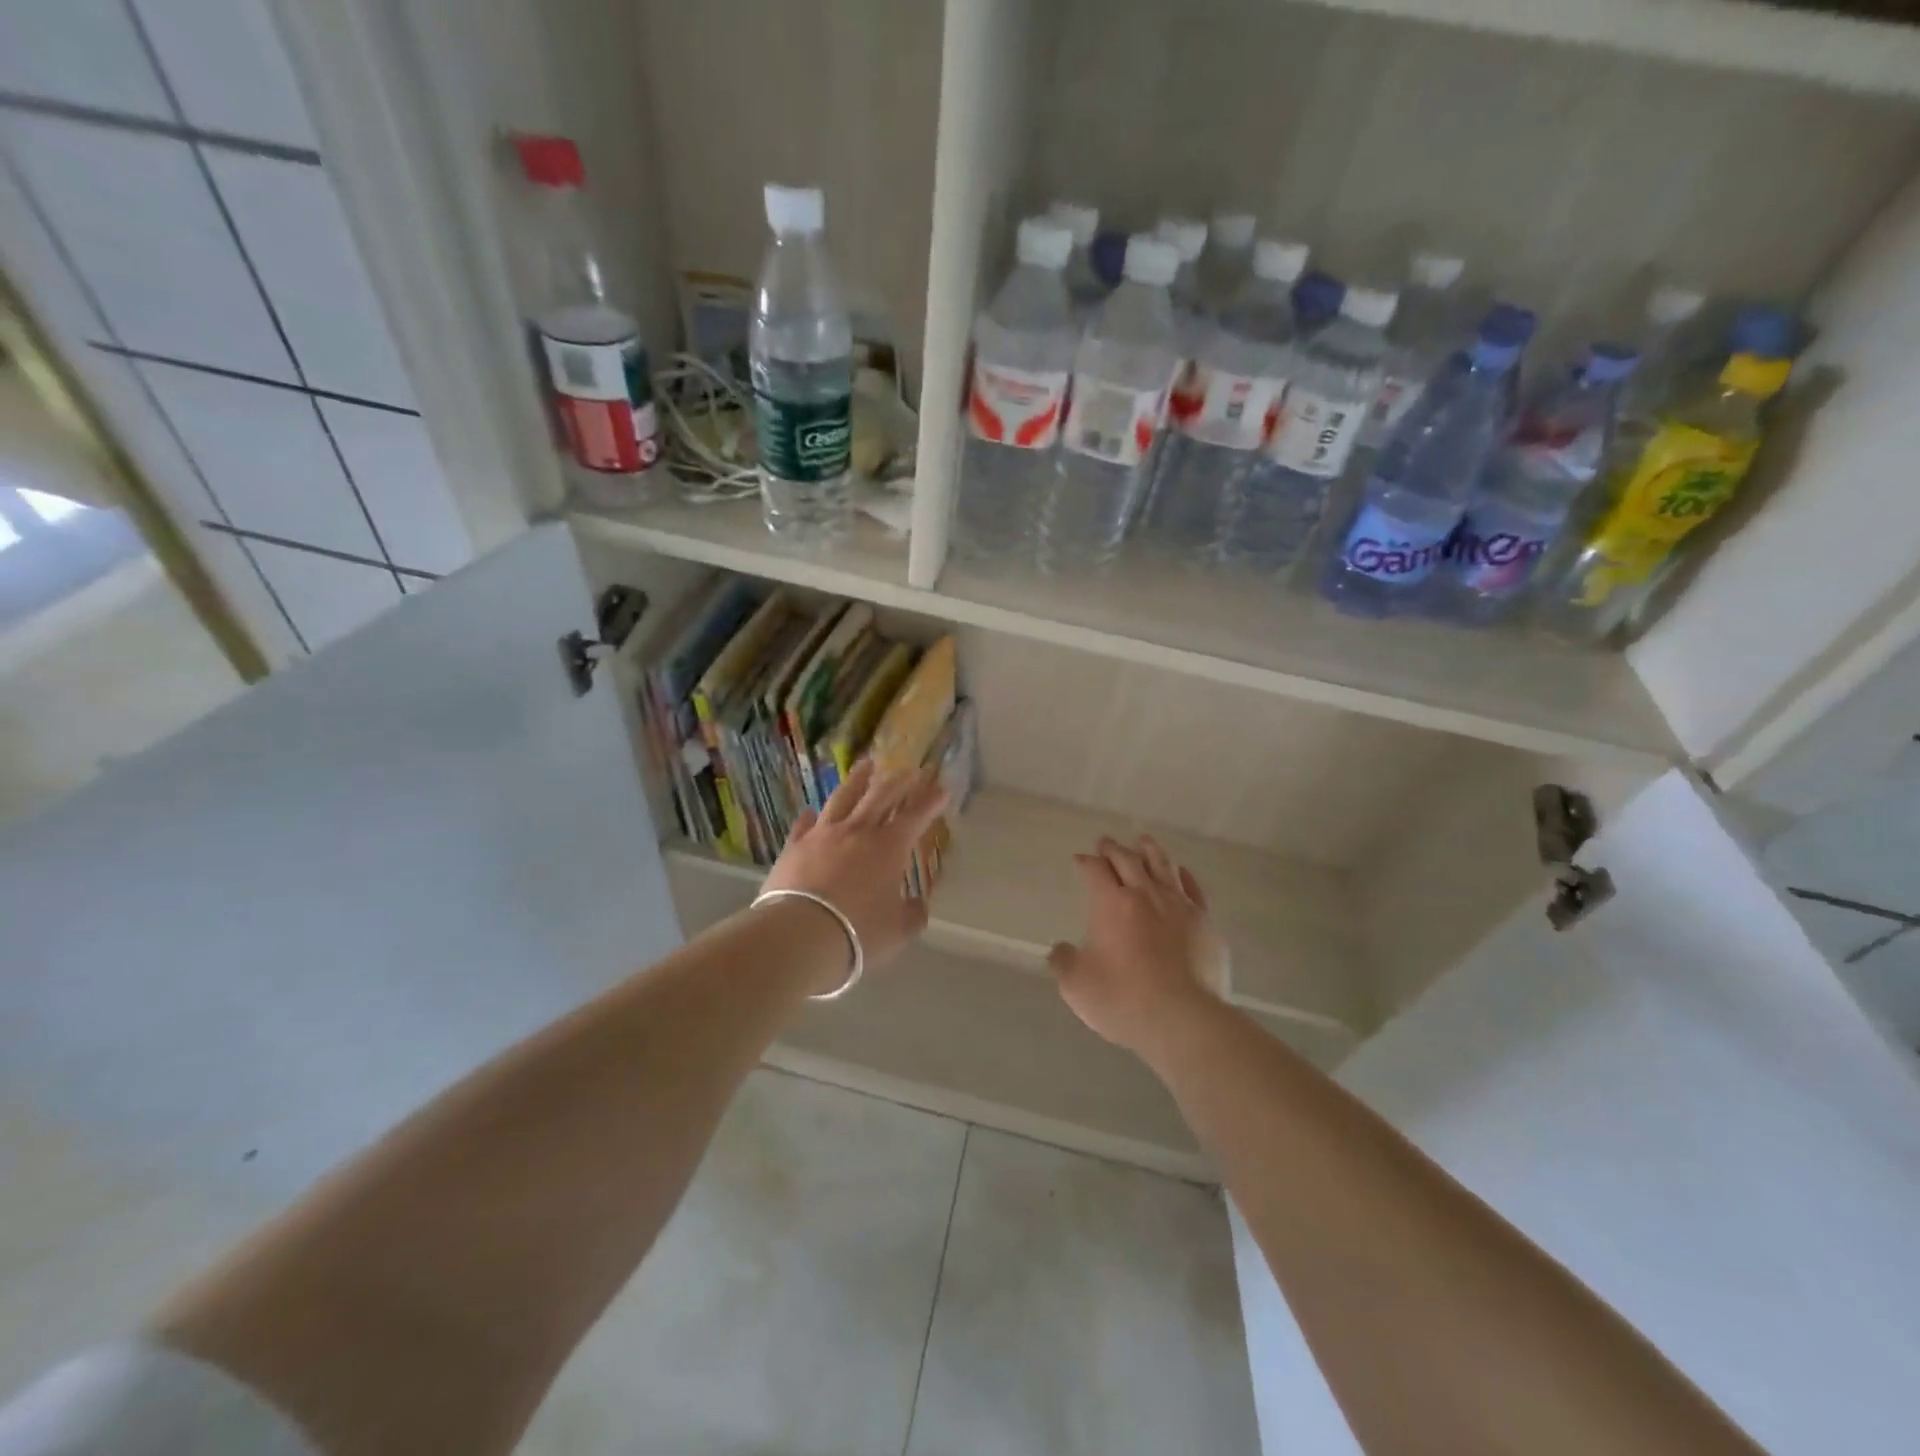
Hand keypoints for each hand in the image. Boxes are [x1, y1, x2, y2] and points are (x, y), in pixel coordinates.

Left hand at [760, 759, 948, 975]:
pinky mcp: (794, 847)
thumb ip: (912, 915)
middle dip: (899, 781)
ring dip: (858, 780)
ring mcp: (822, 835)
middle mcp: (857, 831)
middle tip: (910, 770)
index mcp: (889, 847)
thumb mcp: (898, 931)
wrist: (799, 934)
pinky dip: (810, 817)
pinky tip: (811, 811)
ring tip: (866, 765)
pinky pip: (804, 825)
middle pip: (881, 796)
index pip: (915, 816)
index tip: (942, 787)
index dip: (931, 801)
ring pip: (843, 798)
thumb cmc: (858, 932)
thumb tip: (917, 905)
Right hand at [1047, 835, 1227, 1059]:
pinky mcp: (1205, 923)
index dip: (1085, 862)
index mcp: (1112, 904)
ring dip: (1149, 851)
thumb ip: (1064, 962)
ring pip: (1163, 866)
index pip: (1095, 871)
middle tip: (1105, 842)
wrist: (1185, 1020)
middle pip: (1128, 861)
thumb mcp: (1077, 986)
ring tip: (1143, 841)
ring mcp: (1179, 906)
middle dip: (1113, 849)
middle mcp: (1146, 895)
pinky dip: (1183, 875)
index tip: (1080, 859)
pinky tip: (1180, 872)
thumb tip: (1061, 950)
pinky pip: (1193, 888)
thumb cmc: (1124, 1000)